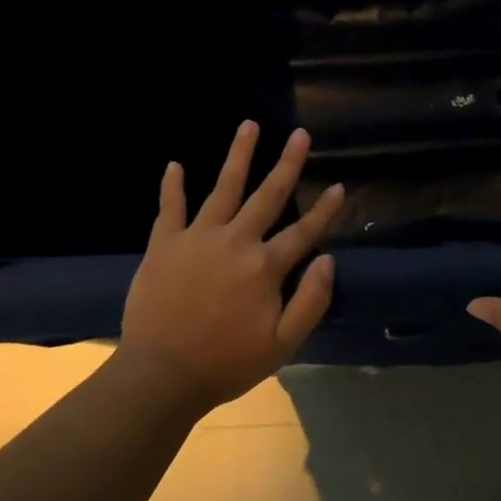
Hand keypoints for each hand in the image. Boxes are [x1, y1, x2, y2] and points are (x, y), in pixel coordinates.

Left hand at [121, 122, 344, 410]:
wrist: (161, 375)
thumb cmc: (226, 363)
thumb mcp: (282, 344)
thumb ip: (311, 301)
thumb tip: (328, 260)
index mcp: (265, 267)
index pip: (304, 232)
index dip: (325, 210)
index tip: (339, 186)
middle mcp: (235, 242)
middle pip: (267, 196)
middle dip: (287, 164)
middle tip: (300, 134)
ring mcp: (197, 238)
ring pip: (223, 188)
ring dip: (238, 156)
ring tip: (249, 125)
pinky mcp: (164, 244)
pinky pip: (170, 208)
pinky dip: (172, 186)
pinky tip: (174, 164)